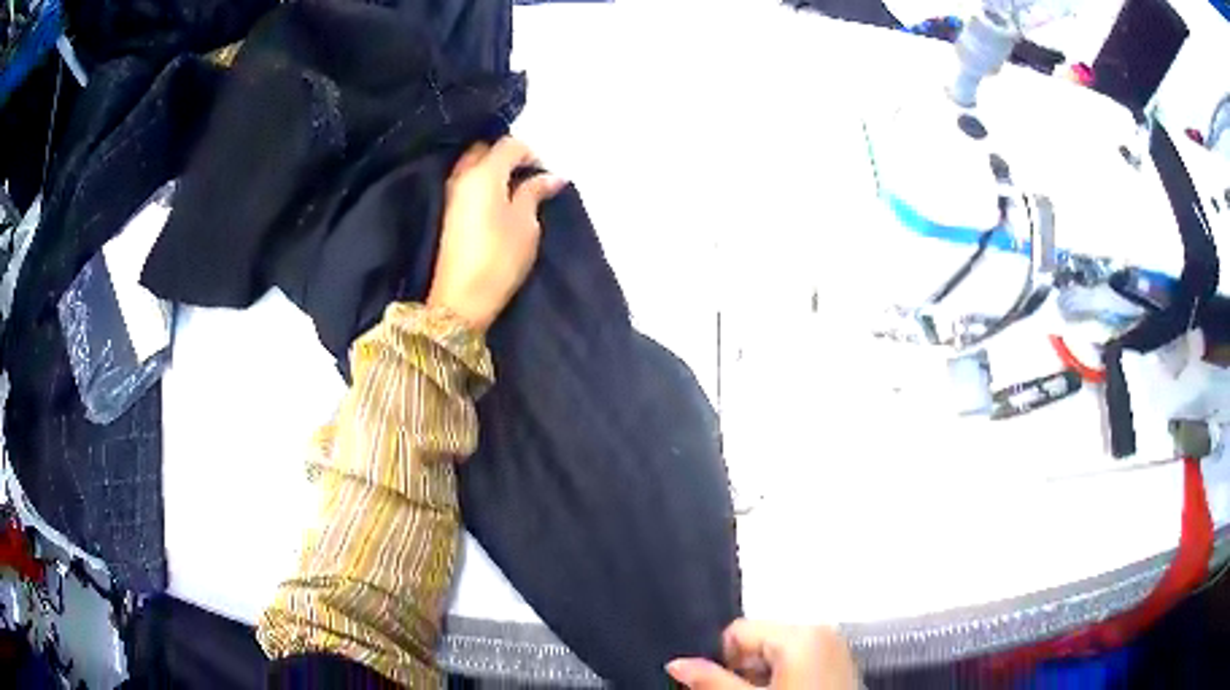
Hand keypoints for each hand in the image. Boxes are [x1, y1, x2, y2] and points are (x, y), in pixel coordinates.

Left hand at [427, 137, 565, 331]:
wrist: (461, 299)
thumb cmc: (499, 258)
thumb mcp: (526, 224)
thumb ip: (534, 194)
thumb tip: (550, 177)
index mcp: (484, 174)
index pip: (508, 145)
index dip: (530, 152)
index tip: (546, 172)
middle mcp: (463, 176)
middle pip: (485, 150)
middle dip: (507, 156)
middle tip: (528, 175)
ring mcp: (452, 194)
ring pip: (473, 166)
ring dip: (494, 169)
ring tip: (516, 188)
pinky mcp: (449, 213)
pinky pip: (468, 183)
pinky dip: (484, 183)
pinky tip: (500, 200)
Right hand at [667, 620, 857, 688]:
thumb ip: (712, 681)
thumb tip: (677, 665)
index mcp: (801, 634)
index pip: (738, 631)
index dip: (722, 661)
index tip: (722, 686)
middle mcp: (822, 632)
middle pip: (758, 641)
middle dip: (743, 670)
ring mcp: (834, 646)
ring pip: (777, 653)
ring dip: (762, 676)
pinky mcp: (839, 661)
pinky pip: (799, 660)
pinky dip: (784, 677)